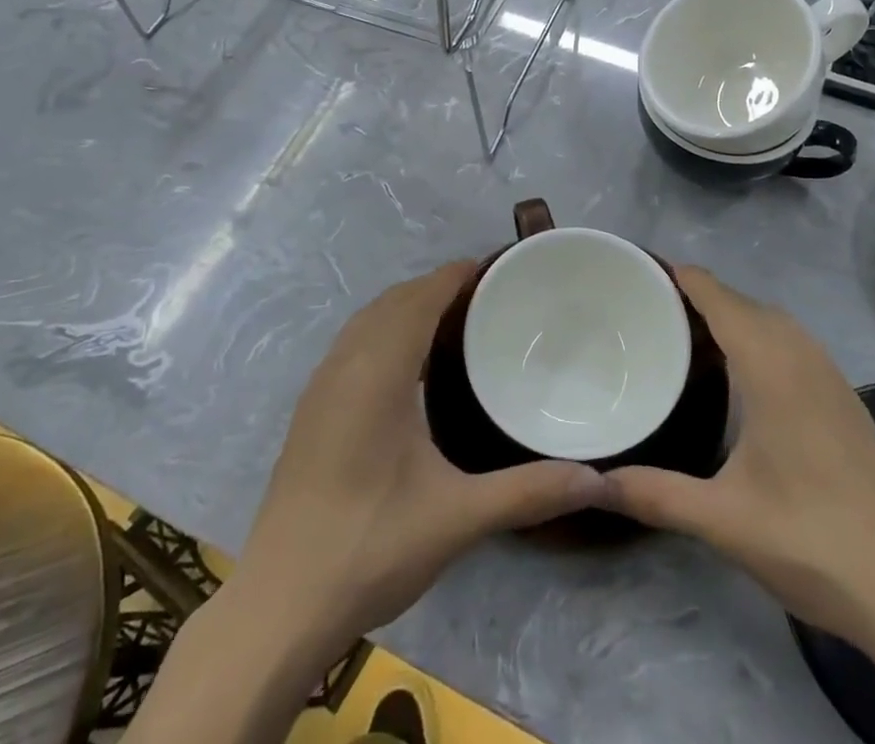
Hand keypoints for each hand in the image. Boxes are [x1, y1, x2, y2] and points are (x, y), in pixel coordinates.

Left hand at [227, 260, 610, 666]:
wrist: (279, 607)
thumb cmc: (370, 547)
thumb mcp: (457, 518)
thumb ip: (527, 492)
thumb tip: (595, 480)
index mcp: (378, 372)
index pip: (419, 299)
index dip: (454, 275)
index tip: (494, 268)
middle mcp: (345, 366)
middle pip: (392, 302)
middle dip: (435, 287)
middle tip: (486, 298)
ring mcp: (320, 389)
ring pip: (367, 321)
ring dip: (406, 308)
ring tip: (452, 323)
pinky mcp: (309, 413)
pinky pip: (352, 345)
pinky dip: (384, 332)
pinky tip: (407, 369)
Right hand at [605, 267, 874, 648]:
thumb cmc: (812, 542)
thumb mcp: (723, 520)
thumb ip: (655, 495)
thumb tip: (596, 482)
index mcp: (771, 366)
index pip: (718, 297)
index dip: (681, 276)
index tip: (640, 272)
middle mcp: (802, 356)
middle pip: (744, 303)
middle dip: (700, 296)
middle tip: (652, 311)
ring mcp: (831, 377)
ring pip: (774, 322)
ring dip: (734, 316)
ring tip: (690, 338)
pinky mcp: (846, 400)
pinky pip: (794, 344)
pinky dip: (762, 339)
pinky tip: (745, 379)